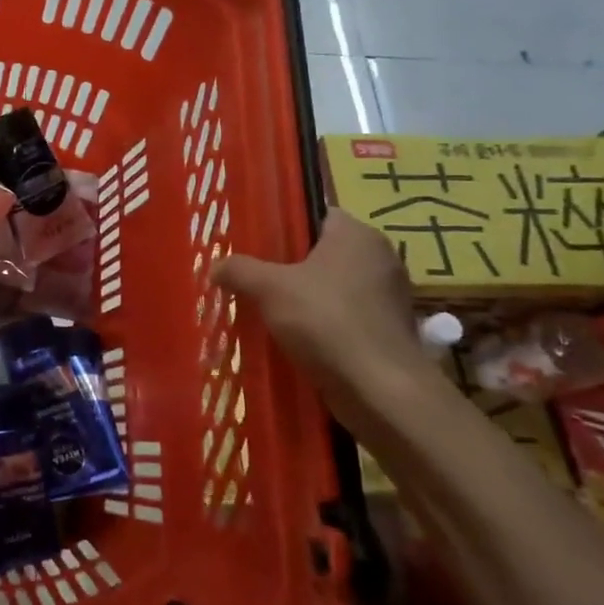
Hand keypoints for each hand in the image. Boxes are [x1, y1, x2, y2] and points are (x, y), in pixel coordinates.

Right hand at [212, 210, 427, 410]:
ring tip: (268, 310)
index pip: (316, 214)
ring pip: (334, 288)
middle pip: (323, 253)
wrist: (379, 389)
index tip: (256, 244)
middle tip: (254, 278)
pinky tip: (295, 339)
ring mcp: (388, 297)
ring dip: (305, 298)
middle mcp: (379, 258)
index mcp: (357, 235)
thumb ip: (239, 270)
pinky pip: (346, 317)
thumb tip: (215, 266)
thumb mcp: (269, 288)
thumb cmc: (326, 321)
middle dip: (290, 266)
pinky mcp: (387, 332)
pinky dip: (323, 325)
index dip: (284, 226)